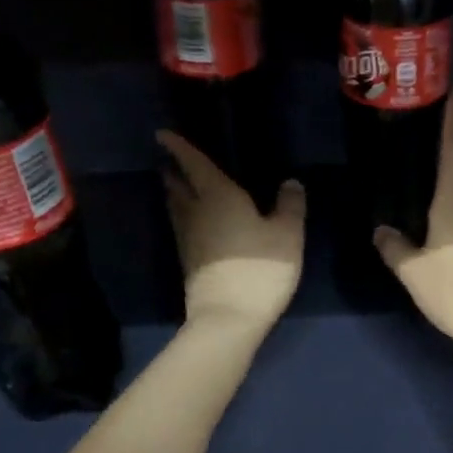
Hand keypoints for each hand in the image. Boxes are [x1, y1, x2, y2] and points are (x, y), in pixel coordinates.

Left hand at [158, 132, 304, 332]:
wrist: (228, 318)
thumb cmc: (259, 269)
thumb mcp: (287, 235)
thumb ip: (290, 206)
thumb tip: (290, 183)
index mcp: (218, 196)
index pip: (194, 164)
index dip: (179, 147)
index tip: (162, 134)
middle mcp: (196, 213)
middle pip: (178, 187)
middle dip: (174, 172)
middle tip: (171, 161)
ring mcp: (189, 240)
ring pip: (177, 209)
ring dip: (176, 195)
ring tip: (179, 187)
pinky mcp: (189, 263)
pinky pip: (184, 228)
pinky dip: (186, 217)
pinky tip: (196, 222)